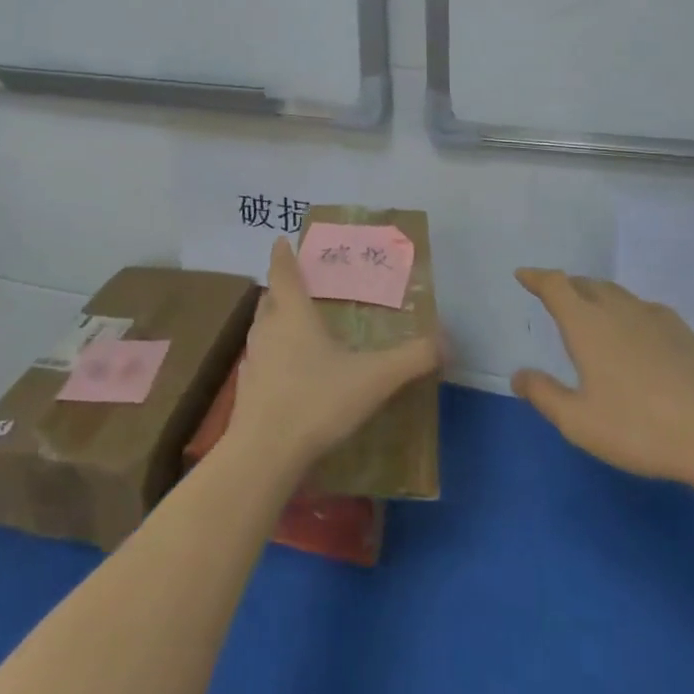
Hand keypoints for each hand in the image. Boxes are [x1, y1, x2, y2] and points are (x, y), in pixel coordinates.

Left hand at [226, 238, 440, 476]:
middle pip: (270, 297)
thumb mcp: (373, 379)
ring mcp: (253, 359)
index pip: (283, 271)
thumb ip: (411, 359)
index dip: (283, 254)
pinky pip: (261, 359)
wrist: (263, 454)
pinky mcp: (247, 389)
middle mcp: (268, 328)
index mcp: (293, 312)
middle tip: (302, 285)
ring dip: (276, 320)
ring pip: (262, 327)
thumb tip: (446, 341)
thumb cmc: (316, 401)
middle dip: (282, 287)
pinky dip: (273, 355)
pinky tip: (291, 374)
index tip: (283, 240)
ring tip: (298, 326)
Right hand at [511, 267, 693, 493]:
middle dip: (565, 286)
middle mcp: (618, 309)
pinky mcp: (686, 333)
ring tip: (591, 313)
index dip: (536, 277)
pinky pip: (644, 310)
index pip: (555, 285)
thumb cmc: (643, 428)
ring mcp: (656, 318)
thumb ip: (544, 395)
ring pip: (617, 294)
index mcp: (587, 322)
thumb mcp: (580, 422)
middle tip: (554, 298)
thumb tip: (519, 375)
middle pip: (585, 284)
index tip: (523, 275)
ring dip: (596, 296)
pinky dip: (627, 312)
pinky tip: (635, 336)